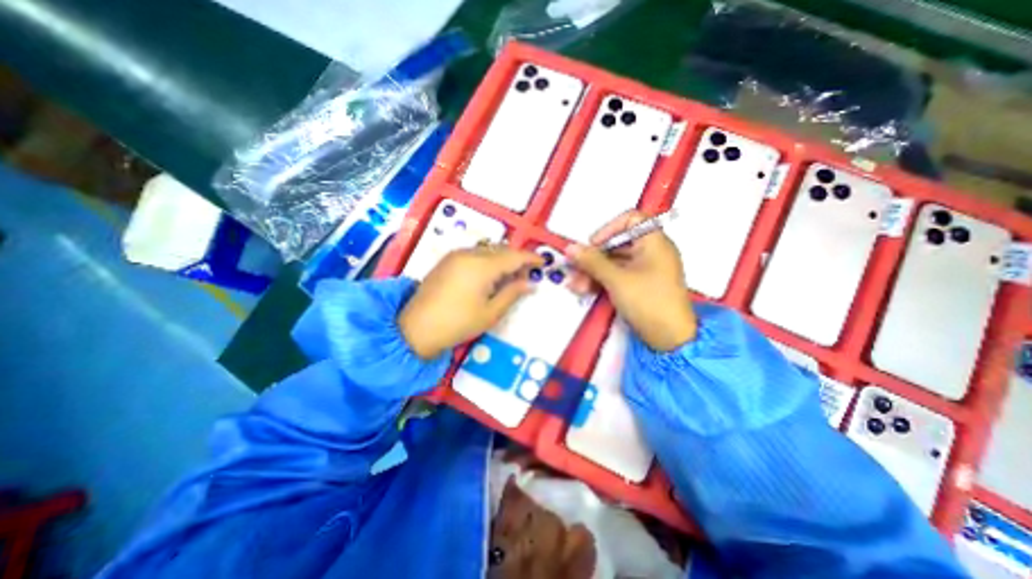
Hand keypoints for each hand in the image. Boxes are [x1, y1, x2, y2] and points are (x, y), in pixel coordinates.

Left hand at [396, 244, 546, 362]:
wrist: (415, 328)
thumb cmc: (457, 323)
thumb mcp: (490, 313)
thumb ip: (512, 293)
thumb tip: (530, 283)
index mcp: (481, 266)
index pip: (514, 256)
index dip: (531, 258)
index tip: (544, 262)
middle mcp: (469, 254)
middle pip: (501, 250)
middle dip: (517, 258)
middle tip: (528, 272)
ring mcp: (455, 255)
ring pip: (488, 250)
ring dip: (502, 258)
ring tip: (511, 274)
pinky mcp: (447, 260)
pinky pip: (474, 253)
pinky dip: (488, 259)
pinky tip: (490, 273)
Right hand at [564, 210, 691, 349]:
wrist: (670, 340)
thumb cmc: (648, 302)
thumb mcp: (617, 280)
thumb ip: (592, 262)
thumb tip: (570, 248)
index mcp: (654, 242)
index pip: (631, 219)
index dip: (609, 228)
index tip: (593, 244)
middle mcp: (651, 252)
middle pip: (617, 244)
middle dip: (593, 258)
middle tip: (574, 269)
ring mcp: (644, 270)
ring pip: (613, 263)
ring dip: (593, 272)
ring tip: (576, 286)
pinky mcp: (638, 286)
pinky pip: (616, 276)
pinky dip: (601, 281)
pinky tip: (584, 290)